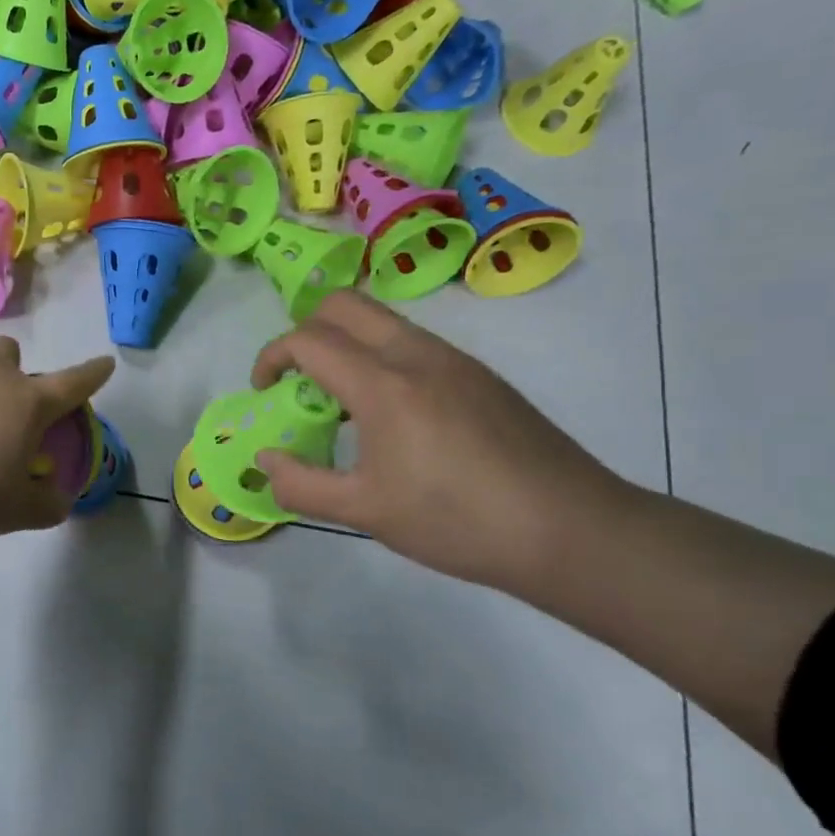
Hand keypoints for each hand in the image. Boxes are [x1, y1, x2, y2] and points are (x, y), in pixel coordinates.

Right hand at [250, 294, 627, 591]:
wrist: (571, 530)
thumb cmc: (456, 521)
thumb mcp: (364, 512)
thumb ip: (300, 484)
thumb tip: (265, 459)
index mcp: (383, 384)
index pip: (307, 339)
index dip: (271, 357)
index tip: (263, 391)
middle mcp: (417, 354)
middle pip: (344, 305)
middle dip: (304, 331)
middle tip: (297, 380)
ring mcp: (455, 360)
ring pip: (382, 322)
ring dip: (345, 345)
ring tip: (342, 406)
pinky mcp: (481, 376)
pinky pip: (413, 344)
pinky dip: (380, 359)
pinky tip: (392, 419)